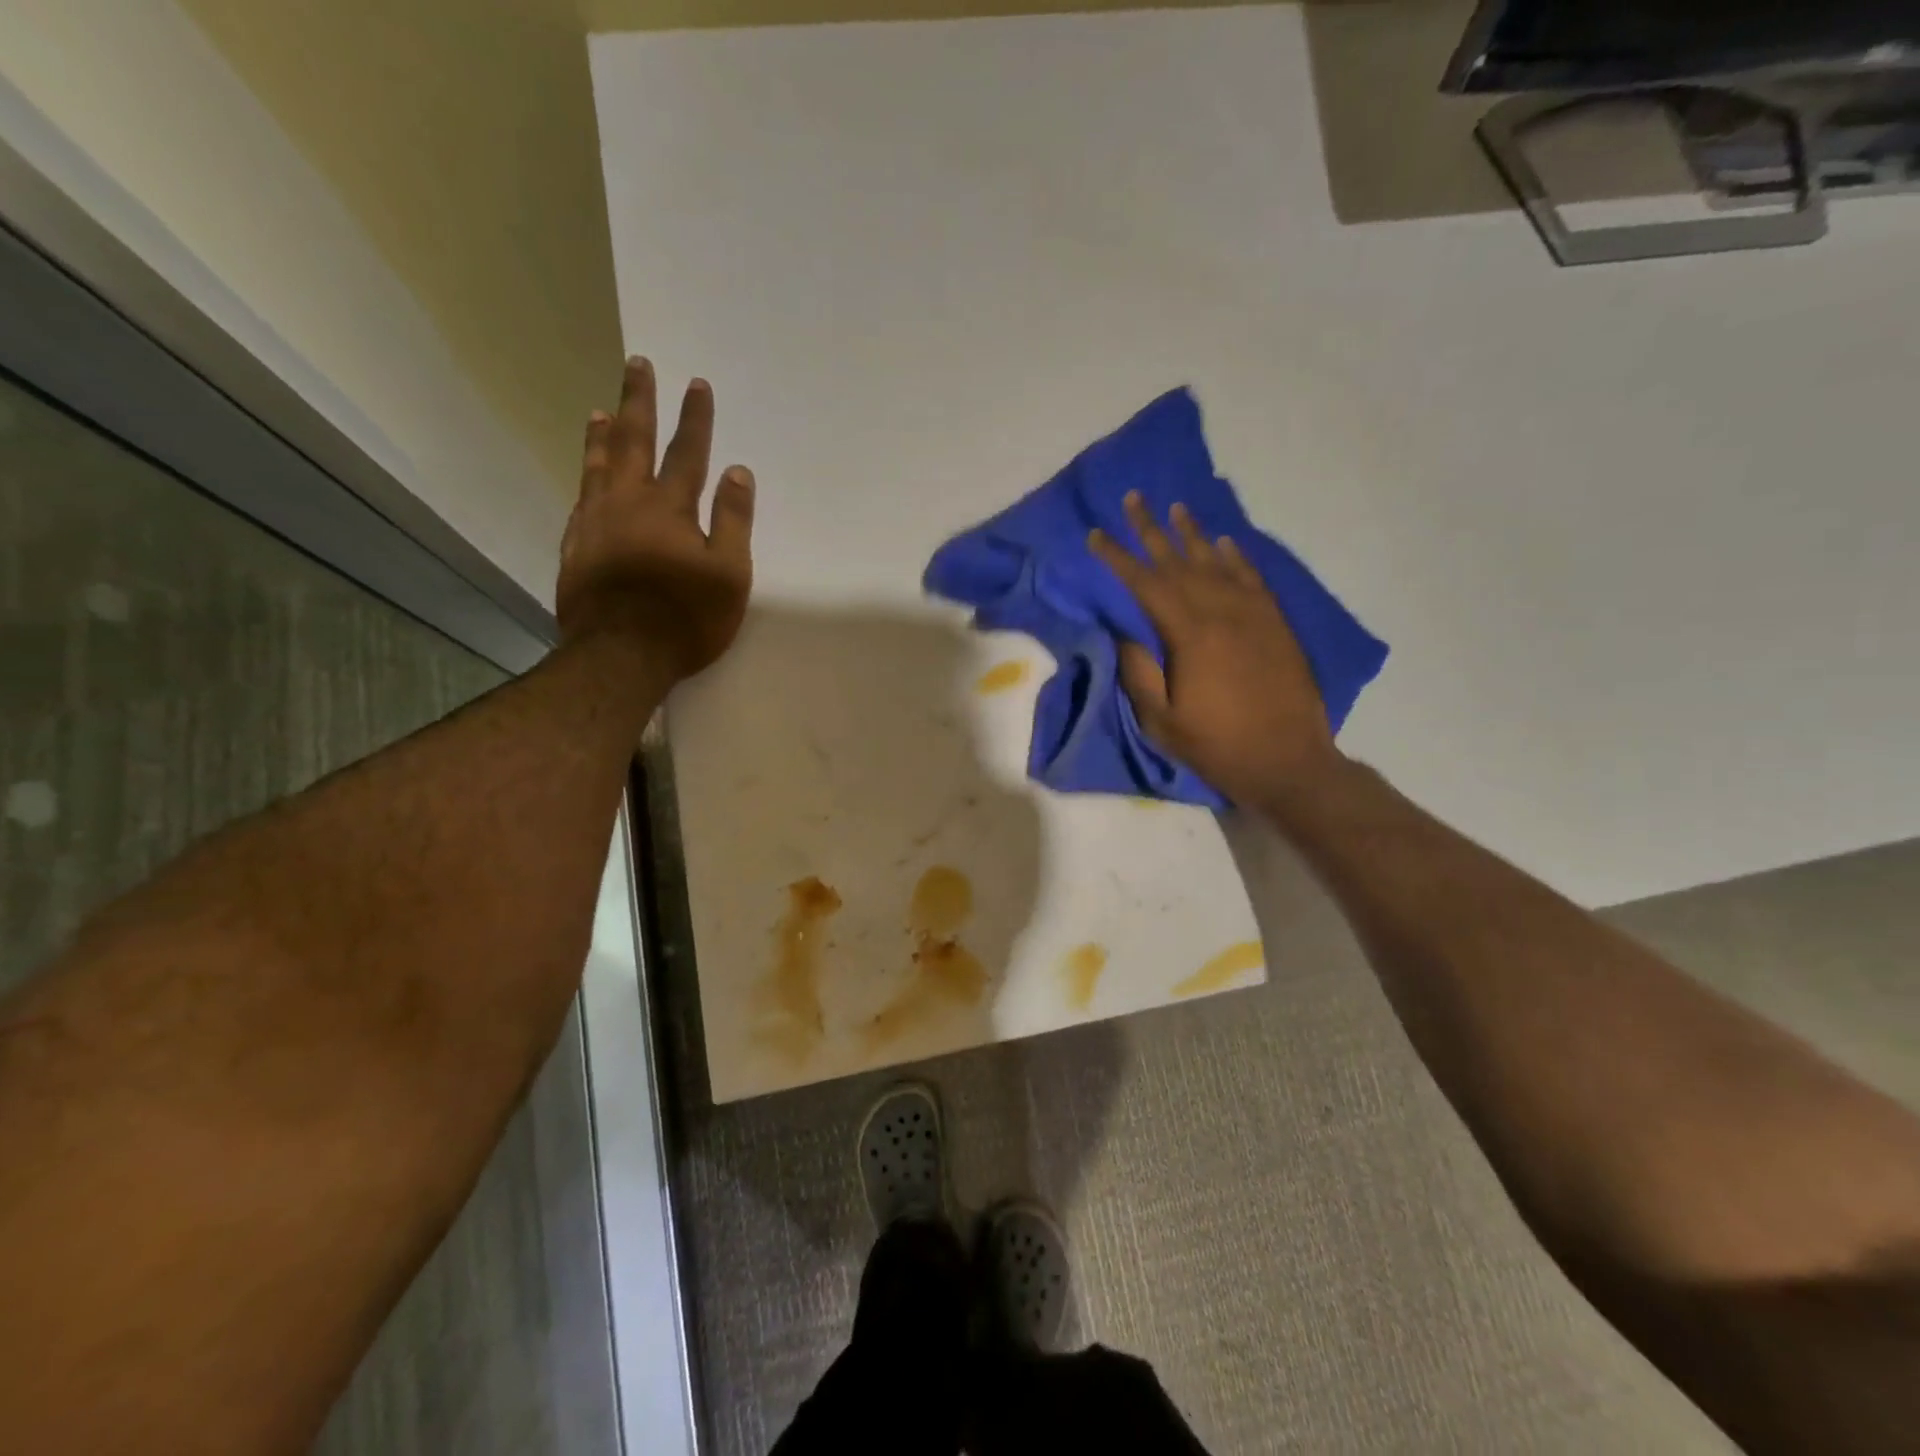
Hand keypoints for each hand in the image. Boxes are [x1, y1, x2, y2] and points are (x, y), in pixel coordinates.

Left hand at [557, 357, 754, 682]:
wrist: (621, 654)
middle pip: (633, 441)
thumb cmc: (686, 616)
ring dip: (602, 433)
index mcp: (670, 507)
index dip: (695, 418)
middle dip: (639, 401)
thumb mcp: (728, 573)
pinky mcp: (575, 547)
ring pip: (597, 465)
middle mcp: (628, 503)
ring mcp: (595, 523)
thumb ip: (733, 521)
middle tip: (636, 364)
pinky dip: (585, 477)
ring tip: (600, 408)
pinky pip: (580, 499)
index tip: (697, 383)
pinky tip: (586, 475)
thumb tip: (738, 472)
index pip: (687, 452)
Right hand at [1089, 492, 1338, 805]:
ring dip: (1193, 533)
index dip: (1118, 558)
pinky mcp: (1275, 623)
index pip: (1145, 584)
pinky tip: (1223, 541)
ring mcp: (1253, 614)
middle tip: (1133, 498)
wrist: (1288, 760)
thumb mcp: (1162, 720)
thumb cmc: (1217, 745)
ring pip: (1217, 562)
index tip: (1097, 535)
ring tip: (1174, 507)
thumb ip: (1139, 672)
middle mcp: (1222, 612)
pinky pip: (1252, 578)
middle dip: (1151, 530)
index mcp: (1189, 635)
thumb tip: (1124, 631)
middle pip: (1179, 561)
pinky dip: (1235, 557)